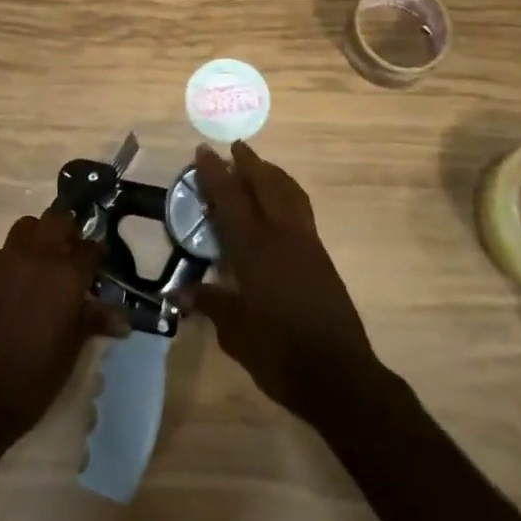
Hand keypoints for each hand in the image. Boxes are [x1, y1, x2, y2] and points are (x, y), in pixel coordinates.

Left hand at [0, 210, 123, 447]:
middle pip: (58, 219)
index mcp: (66, 276)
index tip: (97, 269)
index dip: (96, 257)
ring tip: (40, 265)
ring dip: (38, 238)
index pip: (91, 248)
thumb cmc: (30, 381)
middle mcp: (37, 257)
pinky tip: (12, 289)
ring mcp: (4, 261)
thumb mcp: (70, 354)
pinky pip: (3, 252)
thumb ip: (92, 322)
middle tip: (69, 256)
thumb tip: (122, 319)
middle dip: (68, 232)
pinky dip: (13, 260)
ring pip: (27, 227)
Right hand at [182, 142, 386, 424]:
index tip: (203, 150)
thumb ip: (211, 305)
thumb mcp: (236, 334)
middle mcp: (282, 235)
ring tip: (259, 165)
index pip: (231, 199)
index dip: (215, 173)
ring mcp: (306, 242)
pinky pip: (301, 208)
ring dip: (272, 173)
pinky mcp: (321, 255)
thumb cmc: (280, 354)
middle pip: (265, 184)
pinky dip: (287, 192)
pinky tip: (281, 202)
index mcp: (255, 249)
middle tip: (234, 147)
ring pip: (289, 192)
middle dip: (249, 162)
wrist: (339, 373)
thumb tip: (182, 293)